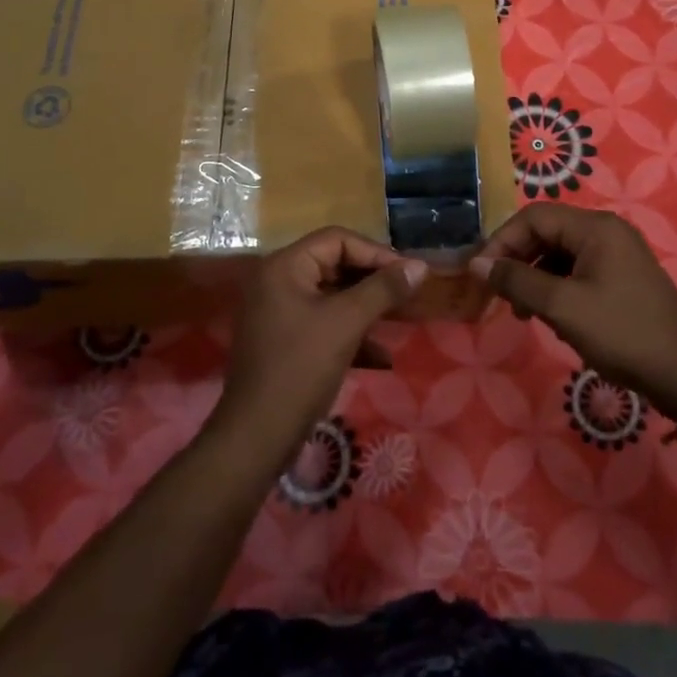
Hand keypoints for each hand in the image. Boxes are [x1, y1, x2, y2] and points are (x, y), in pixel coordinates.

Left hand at [213, 228, 426, 458]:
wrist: (257, 436)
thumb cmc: (300, 368)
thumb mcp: (347, 323)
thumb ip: (383, 289)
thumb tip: (420, 266)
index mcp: (284, 267)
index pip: (336, 240)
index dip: (376, 252)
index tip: (408, 273)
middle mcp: (277, 282)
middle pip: (334, 265)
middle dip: (373, 280)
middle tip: (407, 293)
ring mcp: (278, 313)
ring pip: (331, 297)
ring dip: (366, 308)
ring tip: (400, 319)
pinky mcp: (284, 342)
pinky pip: (323, 324)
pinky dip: (351, 333)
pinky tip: (381, 357)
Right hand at [469, 204, 676, 418]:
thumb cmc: (622, 333)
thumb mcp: (562, 307)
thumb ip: (517, 280)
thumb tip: (476, 264)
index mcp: (595, 227)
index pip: (534, 217)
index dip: (502, 241)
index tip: (481, 274)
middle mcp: (606, 232)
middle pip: (546, 232)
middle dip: (518, 261)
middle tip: (499, 295)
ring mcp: (617, 255)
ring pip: (560, 255)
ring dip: (535, 279)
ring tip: (523, 313)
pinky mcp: (622, 279)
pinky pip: (577, 272)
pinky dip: (557, 289)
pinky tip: (553, 318)